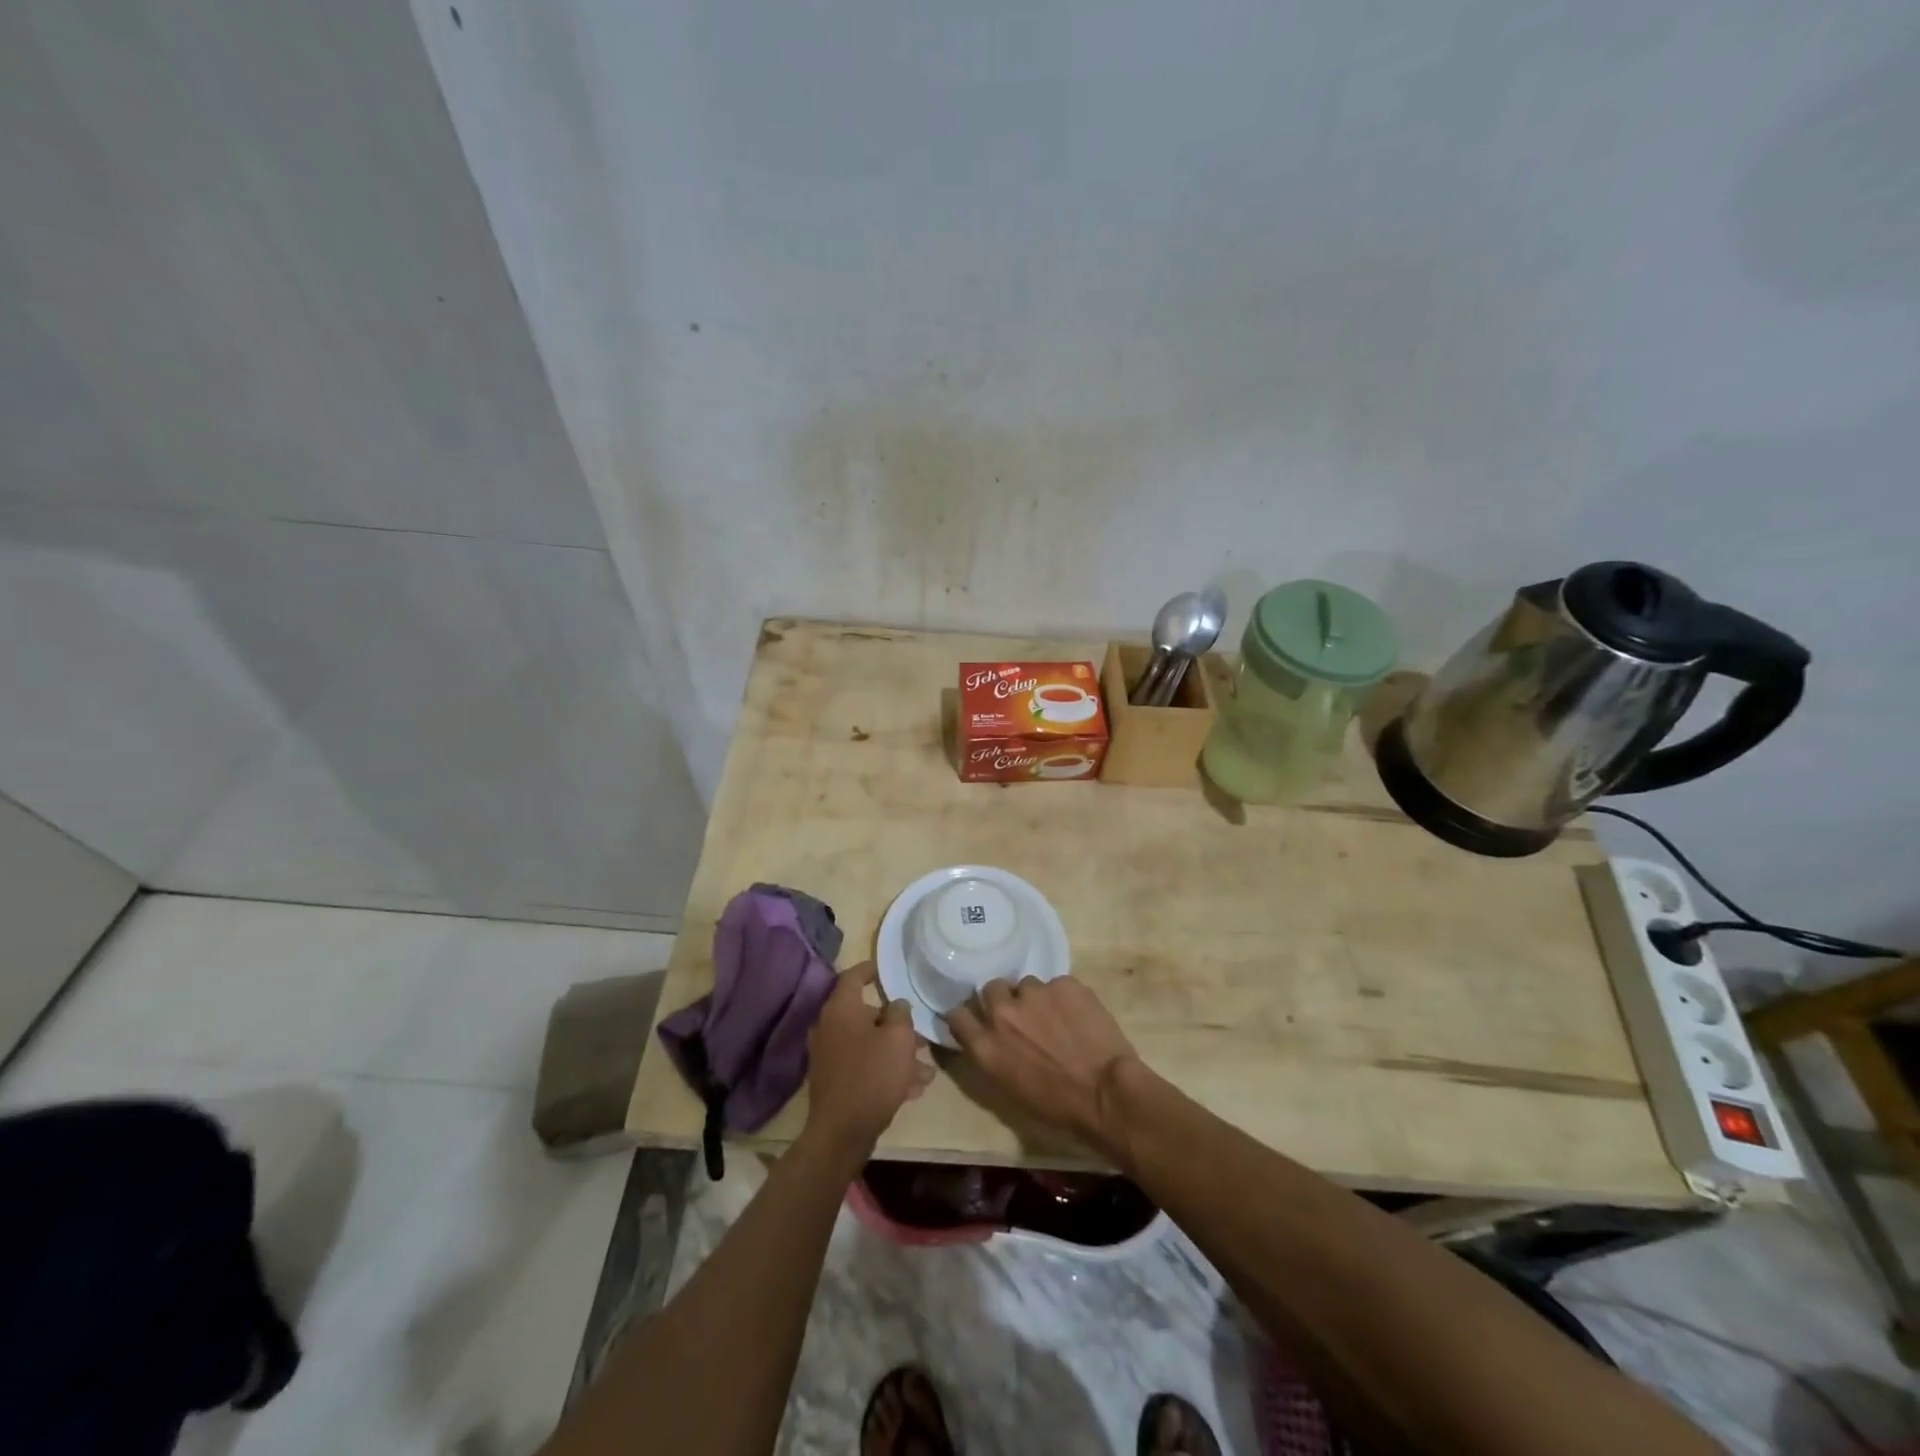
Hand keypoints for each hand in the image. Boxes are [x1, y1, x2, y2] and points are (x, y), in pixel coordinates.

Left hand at [804, 962, 933, 1163]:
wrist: (842, 1132)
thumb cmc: (873, 1074)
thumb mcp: (898, 1038)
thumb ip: (900, 1013)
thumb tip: (896, 1006)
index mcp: (841, 1008)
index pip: (854, 976)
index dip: (871, 969)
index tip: (886, 969)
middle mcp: (830, 1027)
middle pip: (866, 1014)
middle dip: (896, 1024)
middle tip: (921, 1032)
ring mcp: (830, 1056)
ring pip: (869, 1044)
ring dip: (896, 1052)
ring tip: (925, 1069)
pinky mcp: (835, 1081)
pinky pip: (864, 1067)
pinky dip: (886, 1071)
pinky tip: (913, 1088)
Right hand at [946, 977, 1143, 1161]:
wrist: (1106, 1093)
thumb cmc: (1057, 1106)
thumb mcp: (1009, 1089)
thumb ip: (992, 1055)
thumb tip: (989, 1040)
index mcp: (985, 1045)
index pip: (957, 1016)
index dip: (966, 1015)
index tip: (976, 1019)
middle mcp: (1002, 1012)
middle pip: (990, 989)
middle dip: (1002, 999)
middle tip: (1021, 1016)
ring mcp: (1034, 993)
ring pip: (1027, 984)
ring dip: (1035, 998)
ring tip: (1055, 1017)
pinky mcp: (1064, 983)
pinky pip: (1057, 985)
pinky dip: (1065, 998)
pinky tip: (1079, 1016)